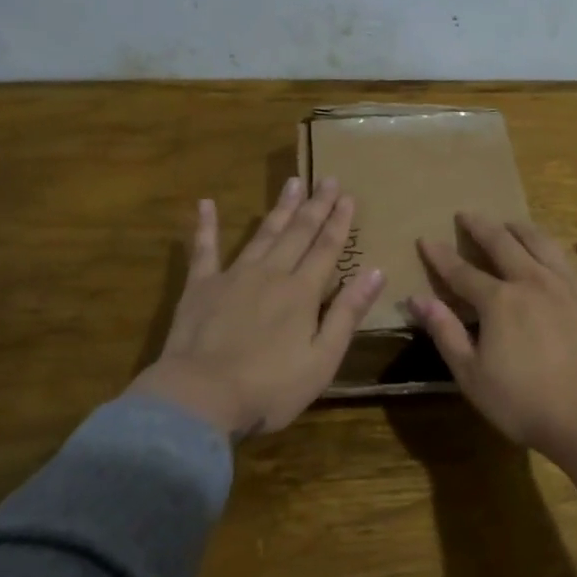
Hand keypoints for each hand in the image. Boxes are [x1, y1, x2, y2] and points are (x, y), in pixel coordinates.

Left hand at [129, 178, 384, 440]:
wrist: (200, 396)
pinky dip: (206, 225)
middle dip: (316, 206)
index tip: (348, 196)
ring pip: (263, 234)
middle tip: (327, 179)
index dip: (339, 222)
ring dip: (279, 208)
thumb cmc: (269, 387)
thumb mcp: (322, 359)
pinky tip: (205, 203)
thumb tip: (376, 271)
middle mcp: (271, 273)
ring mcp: (233, 276)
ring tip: (292, 182)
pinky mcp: (200, 287)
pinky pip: (204, 249)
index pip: (327, 248)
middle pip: (298, 233)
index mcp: (302, 292)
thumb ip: (347, 313)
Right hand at [411, 214, 576, 456]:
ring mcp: (573, 287)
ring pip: (546, 245)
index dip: (441, 256)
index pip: (462, 272)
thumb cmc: (524, 403)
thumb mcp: (472, 375)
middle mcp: (534, 282)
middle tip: (467, 214)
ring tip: (512, 223)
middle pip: (503, 244)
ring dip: (525, 230)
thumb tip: (417, 299)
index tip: (426, 239)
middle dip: (482, 227)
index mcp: (499, 301)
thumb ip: (445, 333)